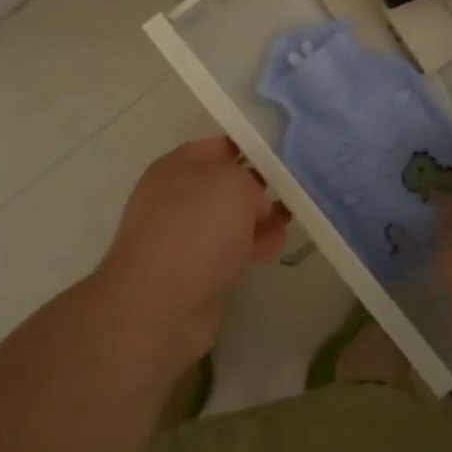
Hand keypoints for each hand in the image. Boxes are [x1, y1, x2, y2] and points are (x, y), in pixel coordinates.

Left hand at [94, 137, 288, 371]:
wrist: (158, 305)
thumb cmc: (195, 229)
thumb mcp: (234, 184)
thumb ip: (251, 181)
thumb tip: (255, 202)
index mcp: (176, 166)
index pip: (218, 147)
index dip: (250, 148)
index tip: (283, 156)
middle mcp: (175, 197)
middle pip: (223, 185)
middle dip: (257, 187)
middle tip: (293, 189)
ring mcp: (181, 236)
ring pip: (227, 219)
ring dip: (258, 219)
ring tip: (291, 218)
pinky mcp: (192, 272)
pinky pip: (227, 250)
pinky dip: (251, 246)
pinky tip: (277, 246)